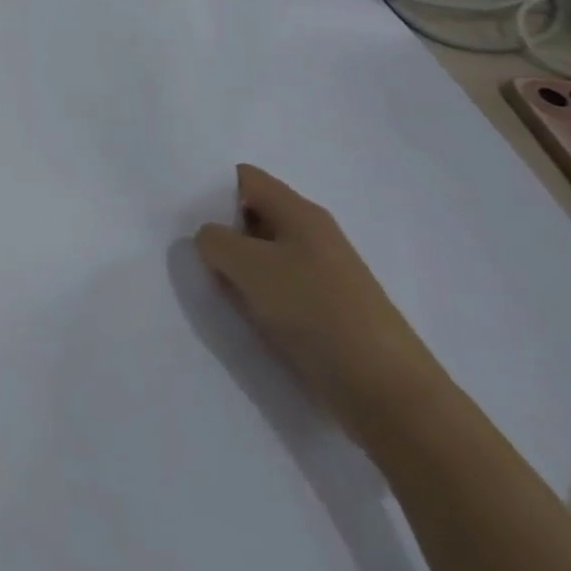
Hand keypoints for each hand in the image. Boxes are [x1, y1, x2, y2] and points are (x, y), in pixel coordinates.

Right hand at [195, 164, 449, 445]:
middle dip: (221, 231)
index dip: (211, 188)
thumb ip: (214, 240)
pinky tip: (243, 314)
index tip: (183, 212)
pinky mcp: (326, 311)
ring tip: (212, 285)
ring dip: (237, 268)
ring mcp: (323, 275)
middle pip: (252, 216)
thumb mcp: (247, 266)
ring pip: (264, 255)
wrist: (387, 392)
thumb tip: (211, 240)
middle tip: (191, 252)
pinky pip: (279, 288)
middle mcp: (313, 235)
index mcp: (299, 212)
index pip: (244, 178)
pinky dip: (257, 296)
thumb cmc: (314, 311)